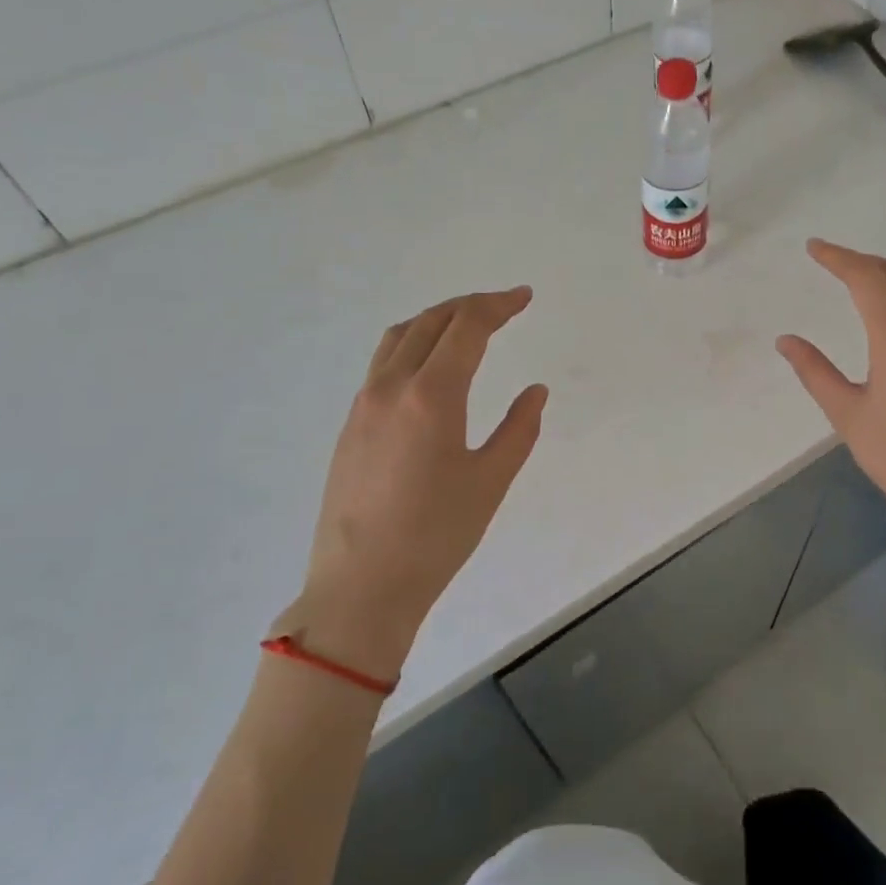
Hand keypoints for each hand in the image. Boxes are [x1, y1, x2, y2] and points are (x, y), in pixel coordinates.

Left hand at [283, 288, 548, 679]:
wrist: (360, 587)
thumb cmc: (436, 536)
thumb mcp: (491, 482)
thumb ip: (519, 429)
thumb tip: (535, 391)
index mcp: (431, 396)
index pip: (466, 327)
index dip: (498, 305)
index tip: (524, 297)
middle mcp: (391, 387)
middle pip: (430, 321)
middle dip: (469, 305)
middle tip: (503, 306)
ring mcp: (363, 404)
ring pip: (398, 337)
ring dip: (435, 319)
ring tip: (465, 325)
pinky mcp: (350, 425)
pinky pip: (382, 363)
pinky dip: (412, 344)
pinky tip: (429, 368)